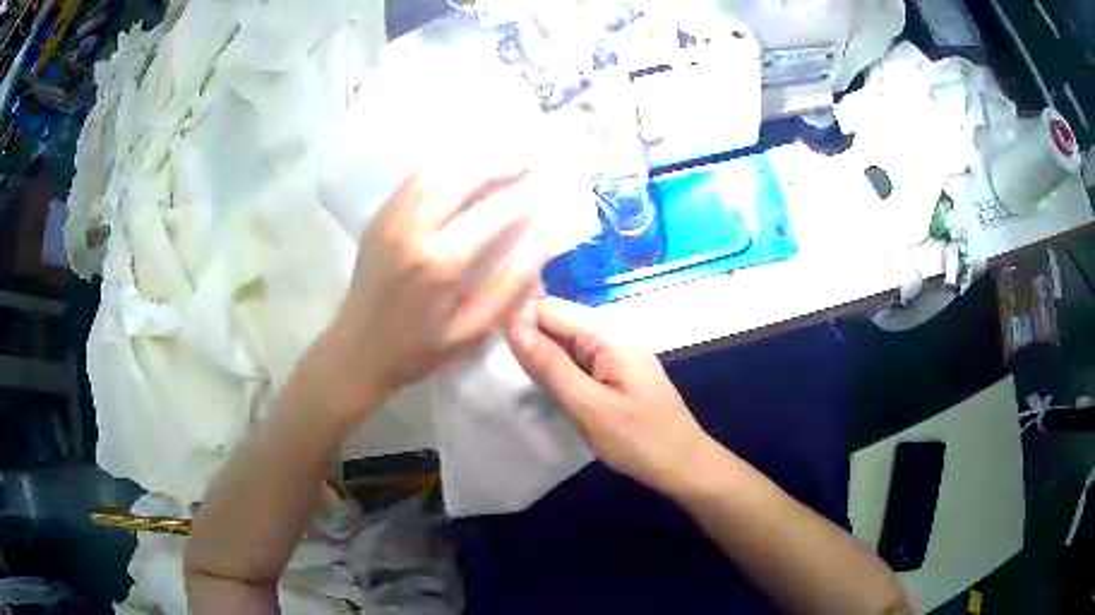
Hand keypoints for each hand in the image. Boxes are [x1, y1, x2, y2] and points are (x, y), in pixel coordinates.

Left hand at [310, 170, 546, 423]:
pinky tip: (463, 169)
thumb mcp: (471, 332)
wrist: (356, 350)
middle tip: (528, 162)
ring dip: (472, 159)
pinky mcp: (380, 216)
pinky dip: (445, 166)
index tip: (547, 185)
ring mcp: (391, 217)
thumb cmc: (417, 349)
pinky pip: (415, 177)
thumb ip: (509, 287)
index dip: (524, 195)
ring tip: (501, 160)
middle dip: (501, 164)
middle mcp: (413, 228)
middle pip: (463, 176)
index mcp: (439, 261)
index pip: (493, 212)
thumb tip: (541, 243)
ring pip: (437, 168)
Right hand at [507, 297, 714, 493]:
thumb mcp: (589, 406)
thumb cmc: (639, 439)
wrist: (684, 465)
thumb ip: (550, 366)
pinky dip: (560, 370)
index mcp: (609, 334)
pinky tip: (545, 387)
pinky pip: (579, 360)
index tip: (489, 343)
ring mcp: (616, 354)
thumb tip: (513, 326)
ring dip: (543, 357)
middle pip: (559, 322)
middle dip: (530, 339)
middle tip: (497, 366)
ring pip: (567, 343)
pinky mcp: (616, 373)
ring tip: (516, 378)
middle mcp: (613, 335)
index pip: (552, 308)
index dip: (520, 320)